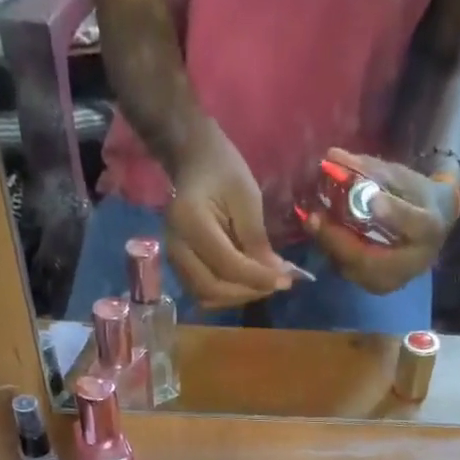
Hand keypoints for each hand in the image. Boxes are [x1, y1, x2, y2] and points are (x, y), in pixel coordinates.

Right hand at [165, 122, 295, 308]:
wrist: (194, 162)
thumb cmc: (223, 170)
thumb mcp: (247, 197)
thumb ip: (257, 239)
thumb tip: (276, 276)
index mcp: (190, 221)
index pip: (227, 265)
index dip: (258, 278)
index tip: (286, 281)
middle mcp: (175, 247)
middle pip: (213, 288)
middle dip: (249, 291)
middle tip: (276, 284)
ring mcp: (173, 261)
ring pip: (208, 296)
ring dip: (239, 297)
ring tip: (264, 284)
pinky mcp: (179, 269)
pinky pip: (204, 294)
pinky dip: (228, 295)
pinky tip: (247, 284)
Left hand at [301, 148, 456, 296]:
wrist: (430, 231)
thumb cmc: (417, 198)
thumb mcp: (402, 177)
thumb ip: (370, 170)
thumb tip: (332, 156)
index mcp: (429, 229)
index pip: (412, 224)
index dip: (392, 213)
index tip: (372, 198)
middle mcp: (412, 263)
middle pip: (370, 258)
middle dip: (338, 238)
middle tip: (313, 218)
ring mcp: (391, 281)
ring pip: (354, 269)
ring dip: (329, 246)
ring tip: (312, 222)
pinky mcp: (374, 286)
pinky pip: (348, 272)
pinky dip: (332, 251)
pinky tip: (320, 232)